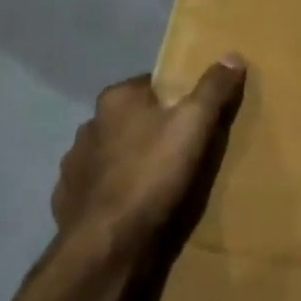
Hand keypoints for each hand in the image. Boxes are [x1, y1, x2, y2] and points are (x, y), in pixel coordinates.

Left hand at [53, 57, 246, 262]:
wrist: (106, 244)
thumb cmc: (151, 174)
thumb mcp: (194, 125)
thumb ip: (213, 89)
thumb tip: (232, 55)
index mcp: (115, 99)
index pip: (151, 85)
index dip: (176, 98)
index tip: (196, 116)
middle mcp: (89, 124)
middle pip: (131, 119)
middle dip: (153, 130)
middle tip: (184, 150)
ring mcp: (74, 165)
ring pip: (112, 153)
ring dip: (131, 161)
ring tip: (160, 182)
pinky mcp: (67, 200)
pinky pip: (98, 187)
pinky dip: (114, 191)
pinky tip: (134, 206)